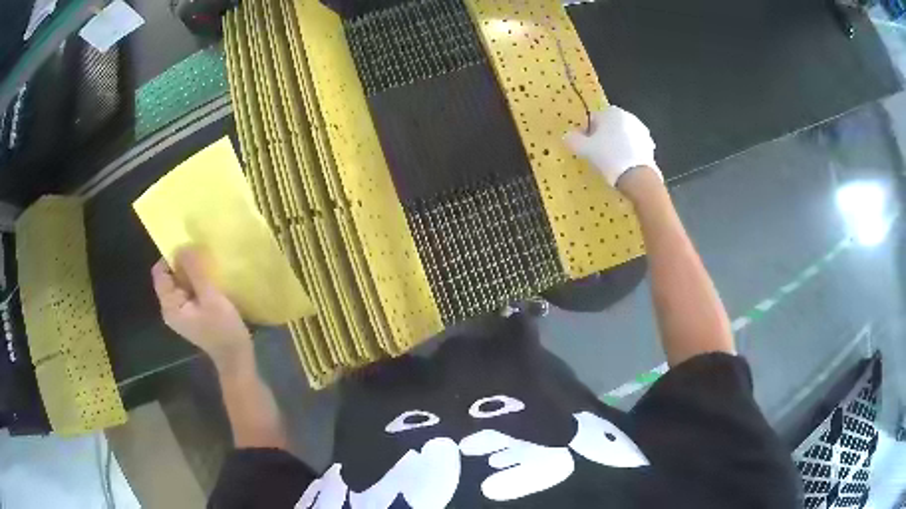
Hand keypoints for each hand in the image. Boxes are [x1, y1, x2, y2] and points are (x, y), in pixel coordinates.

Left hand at [151, 248, 251, 369]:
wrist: (236, 357)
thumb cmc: (223, 329)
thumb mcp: (210, 297)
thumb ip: (195, 271)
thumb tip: (183, 246)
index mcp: (170, 305)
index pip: (160, 271)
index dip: (172, 257)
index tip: (191, 251)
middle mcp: (171, 307)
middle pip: (170, 275)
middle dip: (185, 264)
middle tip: (204, 259)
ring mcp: (182, 311)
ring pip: (182, 282)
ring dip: (193, 273)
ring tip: (210, 269)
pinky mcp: (192, 313)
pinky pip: (190, 290)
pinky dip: (198, 283)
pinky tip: (212, 283)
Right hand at [563, 105, 661, 186]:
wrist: (638, 177)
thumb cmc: (609, 157)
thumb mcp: (585, 149)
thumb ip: (573, 140)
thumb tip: (567, 136)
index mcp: (612, 112)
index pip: (593, 118)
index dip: (586, 132)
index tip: (584, 146)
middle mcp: (628, 116)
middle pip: (609, 126)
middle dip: (602, 137)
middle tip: (596, 154)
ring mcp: (641, 131)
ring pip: (622, 136)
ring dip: (616, 145)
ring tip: (610, 162)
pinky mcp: (650, 146)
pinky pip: (633, 147)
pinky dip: (627, 153)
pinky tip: (623, 166)